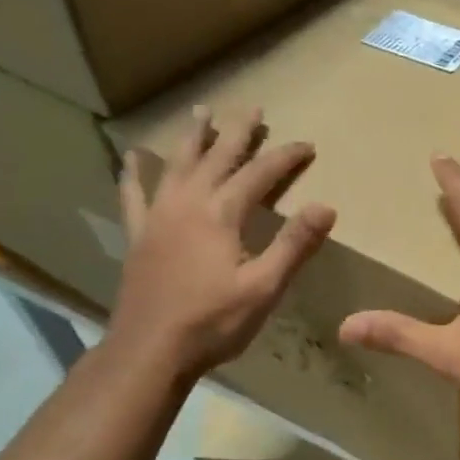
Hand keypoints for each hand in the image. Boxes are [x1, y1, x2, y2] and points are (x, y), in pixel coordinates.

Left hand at [106, 105, 335, 377]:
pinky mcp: (139, 236)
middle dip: (238, 132)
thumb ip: (294, 245)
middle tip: (253, 108)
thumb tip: (326, 207)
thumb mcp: (265, 287)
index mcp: (221, 215)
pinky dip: (134, 173)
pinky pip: (134, 195)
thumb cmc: (213, 322)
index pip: (260, 174)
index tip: (307, 145)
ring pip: (178, 165)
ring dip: (193, 138)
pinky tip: (133, 157)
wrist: (149, 351)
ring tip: (202, 112)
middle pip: (217, 158)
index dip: (286, 157)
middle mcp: (188, 205)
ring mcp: (158, 218)